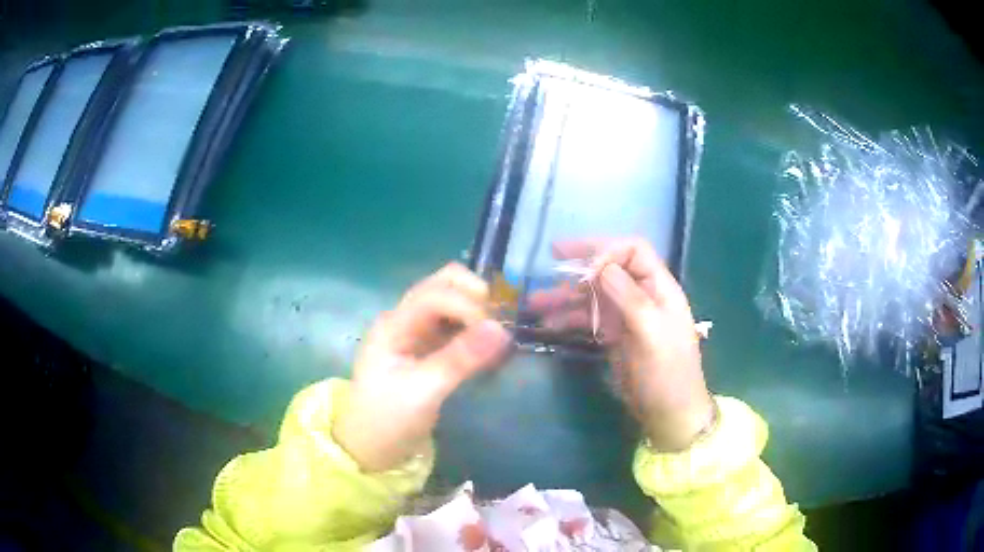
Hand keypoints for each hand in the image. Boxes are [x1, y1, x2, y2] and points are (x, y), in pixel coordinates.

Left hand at [333, 263, 512, 471]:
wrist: (371, 447)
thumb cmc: (389, 420)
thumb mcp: (424, 392)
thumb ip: (460, 359)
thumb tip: (501, 329)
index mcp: (394, 325)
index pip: (435, 294)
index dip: (468, 306)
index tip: (494, 333)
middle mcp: (404, 319)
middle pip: (442, 284)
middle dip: (475, 296)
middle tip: (500, 325)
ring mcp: (415, 332)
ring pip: (451, 301)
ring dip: (477, 310)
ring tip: (499, 336)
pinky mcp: (427, 347)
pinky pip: (454, 324)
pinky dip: (474, 328)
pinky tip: (489, 347)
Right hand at [531, 238, 713, 450]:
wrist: (669, 412)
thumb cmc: (667, 372)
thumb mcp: (652, 334)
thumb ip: (629, 297)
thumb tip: (602, 267)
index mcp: (659, 288)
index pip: (634, 251)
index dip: (607, 250)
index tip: (580, 266)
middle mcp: (642, 296)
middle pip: (609, 270)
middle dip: (579, 268)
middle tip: (548, 261)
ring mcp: (627, 316)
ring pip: (594, 295)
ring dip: (566, 296)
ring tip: (535, 302)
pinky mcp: (615, 336)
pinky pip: (589, 319)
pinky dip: (570, 319)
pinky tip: (549, 324)